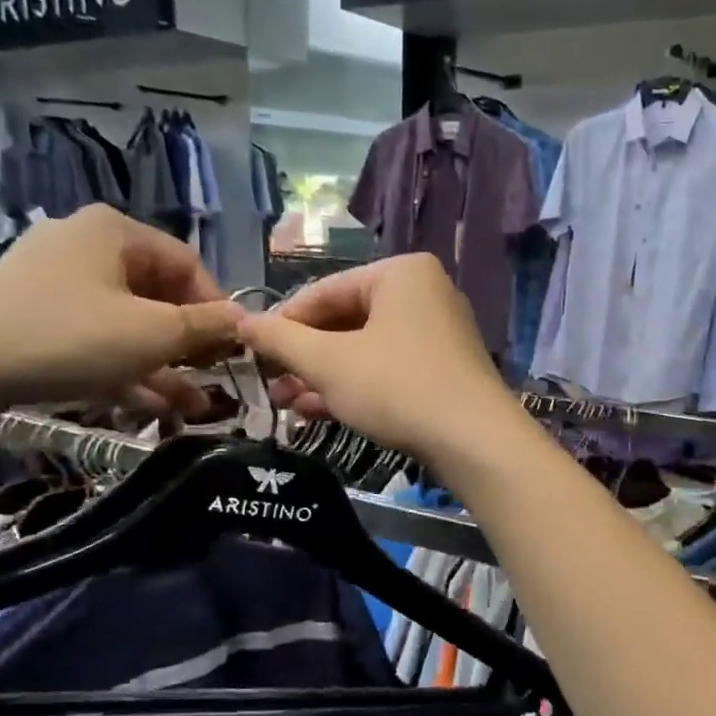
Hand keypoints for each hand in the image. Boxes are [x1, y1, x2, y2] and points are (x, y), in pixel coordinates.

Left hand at [0, 207, 241, 416]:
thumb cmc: (67, 337)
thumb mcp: (151, 334)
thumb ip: (205, 326)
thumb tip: (245, 319)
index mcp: (116, 232)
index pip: (189, 265)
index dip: (217, 309)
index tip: (232, 351)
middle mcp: (86, 245)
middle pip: (158, 293)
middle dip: (190, 344)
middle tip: (211, 379)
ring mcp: (55, 280)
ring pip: (127, 321)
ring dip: (163, 363)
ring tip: (190, 406)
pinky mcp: (34, 313)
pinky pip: (95, 334)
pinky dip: (124, 364)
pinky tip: (151, 403)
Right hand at [237, 254, 523, 465]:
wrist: (475, 442)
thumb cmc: (397, 387)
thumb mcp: (329, 362)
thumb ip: (281, 340)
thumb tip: (240, 321)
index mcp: (400, 274)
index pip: (325, 291)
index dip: (283, 322)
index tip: (252, 351)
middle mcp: (423, 294)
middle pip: (345, 321)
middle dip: (303, 357)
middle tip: (269, 384)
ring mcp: (437, 334)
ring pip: (364, 350)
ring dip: (322, 377)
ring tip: (284, 404)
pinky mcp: (443, 371)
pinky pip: (387, 369)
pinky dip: (353, 387)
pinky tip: (317, 412)